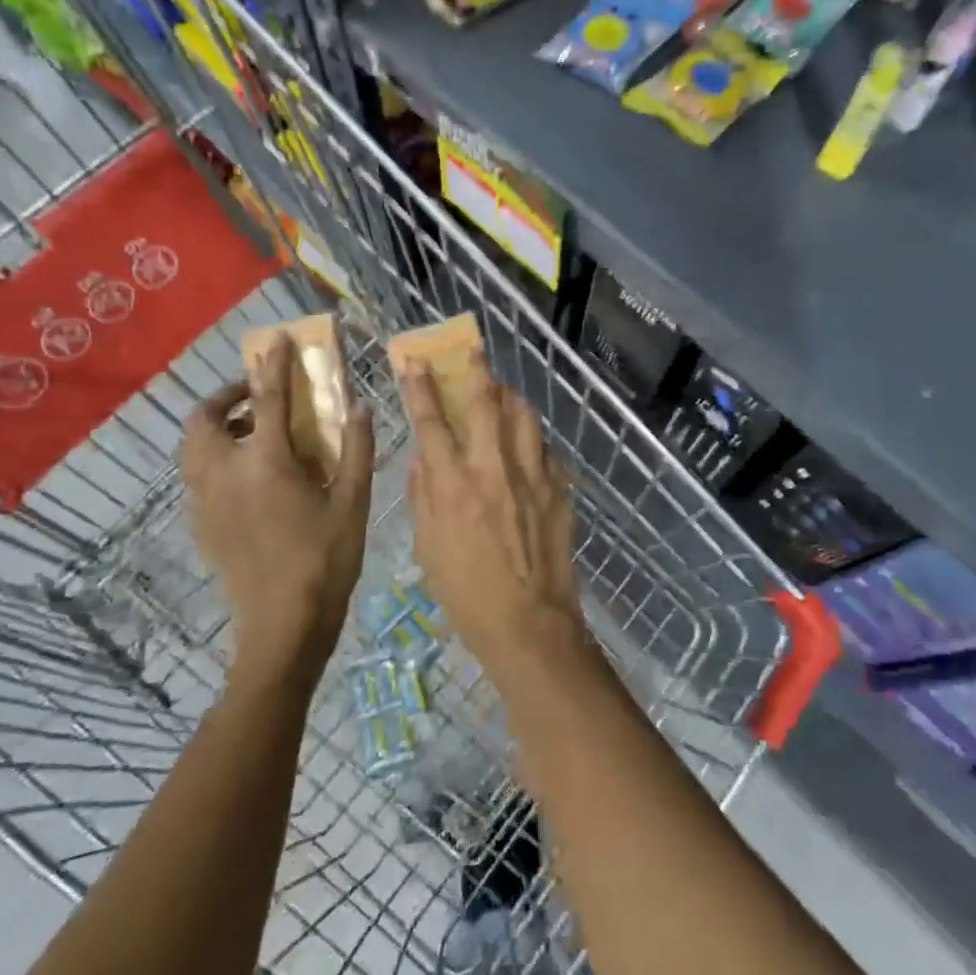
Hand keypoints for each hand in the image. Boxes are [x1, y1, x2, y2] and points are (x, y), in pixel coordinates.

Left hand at [180, 334, 375, 683]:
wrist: (283, 625)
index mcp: (266, 463)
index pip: (266, 399)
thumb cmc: (326, 560)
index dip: (273, 365)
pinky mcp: (201, 524)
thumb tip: (361, 406)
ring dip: (218, 426)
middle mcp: (225, 473)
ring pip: (193, 447)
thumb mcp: (354, 502)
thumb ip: (356, 448)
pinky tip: (249, 476)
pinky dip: (215, 457)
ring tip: (254, 432)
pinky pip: (197, 474)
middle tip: (259, 397)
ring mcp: (206, 501)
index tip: (277, 341)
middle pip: (204, 418)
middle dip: (226, 397)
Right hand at [400, 350, 583, 664]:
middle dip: (476, 371)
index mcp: (454, 485)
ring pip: (523, 417)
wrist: (530, 623)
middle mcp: (494, 469)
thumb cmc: (467, 593)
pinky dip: (531, 439)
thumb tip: (423, 460)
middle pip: (485, 403)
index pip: (432, 422)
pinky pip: (544, 449)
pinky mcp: (559, 488)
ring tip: (502, 394)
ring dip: (510, 398)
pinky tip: (526, 447)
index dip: (421, 387)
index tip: (416, 361)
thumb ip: (425, 496)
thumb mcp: (429, 548)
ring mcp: (532, 475)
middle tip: (473, 351)